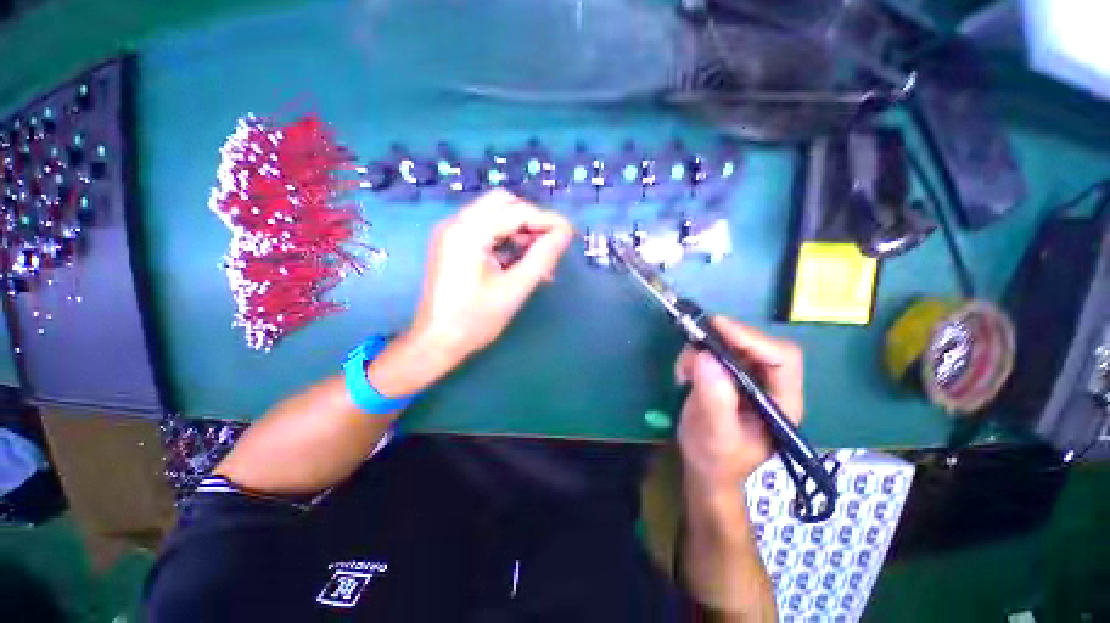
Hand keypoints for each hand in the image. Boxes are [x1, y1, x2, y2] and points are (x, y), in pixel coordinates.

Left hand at [408, 189, 573, 368]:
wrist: (437, 343)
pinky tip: (522, 264)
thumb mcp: (515, 288)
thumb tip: (565, 233)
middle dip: (532, 221)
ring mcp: (453, 234)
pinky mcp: (454, 246)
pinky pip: (487, 232)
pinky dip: (508, 242)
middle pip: (503, 204)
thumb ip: (543, 257)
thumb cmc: (475, 320)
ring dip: (521, 232)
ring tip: (541, 261)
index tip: (571, 234)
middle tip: (551, 245)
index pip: (517, 211)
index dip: (548, 220)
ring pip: (496, 216)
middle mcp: (457, 223)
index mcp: (468, 231)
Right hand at [675, 318, 802, 490]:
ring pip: (732, 345)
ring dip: (704, 348)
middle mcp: (770, 385)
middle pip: (756, 345)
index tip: (716, 327)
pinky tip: (684, 374)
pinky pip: (714, 351)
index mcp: (781, 402)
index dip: (752, 338)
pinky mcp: (728, 375)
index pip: (782, 358)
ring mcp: (748, 378)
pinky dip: (696, 355)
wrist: (705, 468)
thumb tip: (706, 356)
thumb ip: (715, 398)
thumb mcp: (715, 434)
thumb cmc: (715, 458)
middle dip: (723, 340)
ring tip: (684, 370)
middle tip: (693, 339)